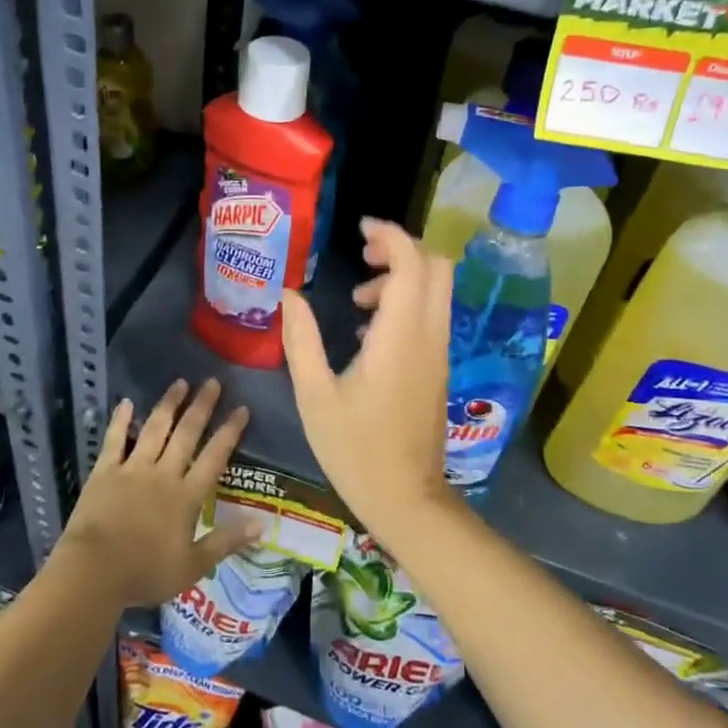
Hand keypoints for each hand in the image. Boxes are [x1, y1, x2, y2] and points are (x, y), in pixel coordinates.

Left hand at [57, 378, 254, 608]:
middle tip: (213, 382)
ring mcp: (132, 469)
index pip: (214, 457)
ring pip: (154, 429)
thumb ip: (226, 542)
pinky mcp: (105, 471)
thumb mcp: (193, 566)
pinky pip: (114, 440)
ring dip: (168, 405)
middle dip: (201, 407)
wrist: (93, 573)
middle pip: (186, 434)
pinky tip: (126, 402)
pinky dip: (120, 420)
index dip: (229, 432)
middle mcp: (163, 474)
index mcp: (187, 496)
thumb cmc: (145, 573)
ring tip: (180, 383)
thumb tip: (262, 525)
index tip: (241, 408)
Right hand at [280, 219, 453, 529]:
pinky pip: (431, 316)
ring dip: (403, 278)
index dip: (390, 235)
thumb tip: (289, 295)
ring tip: (358, 301)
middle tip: (363, 255)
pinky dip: (407, 304)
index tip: (359, 230)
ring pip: (437, 291)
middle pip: (437, 267)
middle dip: (402, 249)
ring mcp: (439, 353)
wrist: (406, 498)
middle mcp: (429, 336)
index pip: (412, 264)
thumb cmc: (354, 449)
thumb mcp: (314, 394)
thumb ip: (301, 339)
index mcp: (400, 337)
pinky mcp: (438, 369)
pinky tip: (369, 332)